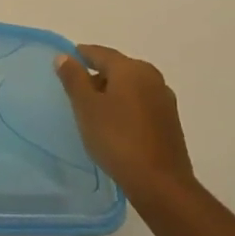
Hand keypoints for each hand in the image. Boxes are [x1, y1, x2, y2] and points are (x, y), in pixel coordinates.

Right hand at [55, 45, 192, 202]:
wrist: (159, 182)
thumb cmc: (117, 139)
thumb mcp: (86, 107)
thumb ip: (74, 78)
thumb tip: (64, 56)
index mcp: (131, 69)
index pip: (100, 53)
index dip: (80, 55)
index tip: (65, 61)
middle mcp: (151, 77)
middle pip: (118, 68)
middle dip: (96, 75)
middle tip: (75, 90)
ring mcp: (164, 99)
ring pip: (130, 86)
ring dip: (112, 92)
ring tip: (92, 109)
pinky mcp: (169, 121)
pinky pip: (141, 103)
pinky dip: (125, 106)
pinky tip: (115, 124)